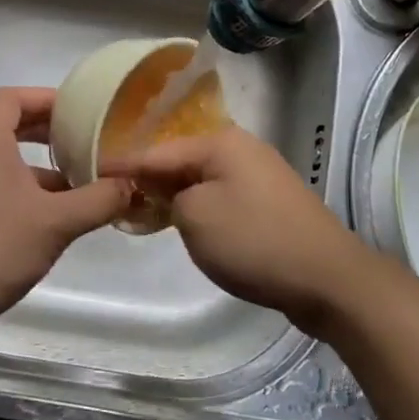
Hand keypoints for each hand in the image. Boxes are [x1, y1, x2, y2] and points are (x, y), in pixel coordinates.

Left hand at [0, 88, 131, 346]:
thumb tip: (132, 184)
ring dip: (34, 165)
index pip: (12, 97)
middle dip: (44, 130)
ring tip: (73, 183)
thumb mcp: (56, 224)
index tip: (79, 110)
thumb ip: (98, 200)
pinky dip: (18, 190)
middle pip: (5, 125)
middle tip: (81, 140)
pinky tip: (45, 219)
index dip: (46, 98)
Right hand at [105, 126, 378, 334]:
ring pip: (202, 179)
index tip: (91, 171)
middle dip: (149, 176)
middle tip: (113, 192)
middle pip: (181, 159)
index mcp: (221, 142)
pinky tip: (182, 220)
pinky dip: (198, 206)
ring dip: (174, 192)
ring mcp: (259, 175)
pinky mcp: (269, 202)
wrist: (327, 277)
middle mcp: (241, 149)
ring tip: (140, 207)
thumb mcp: (195, 216)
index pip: (157, 150)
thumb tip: (169, 192)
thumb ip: (168, 195)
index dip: (123, 164)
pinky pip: (221, 196)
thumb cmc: (254, 240)